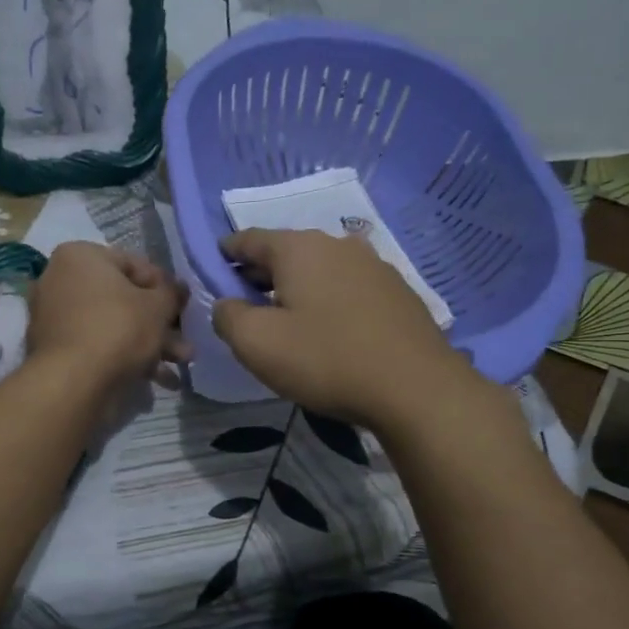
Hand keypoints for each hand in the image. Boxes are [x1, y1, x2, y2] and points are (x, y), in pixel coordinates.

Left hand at [27, 242, 190, 391]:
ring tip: (181, 364)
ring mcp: (55, 317)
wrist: (73, 383)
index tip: (183, 306)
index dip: (164, 286)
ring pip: (113, 325)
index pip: (133, 264)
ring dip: (150, 343)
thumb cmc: (118, 330)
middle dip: (159, 323)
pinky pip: (98, 346)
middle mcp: (60, 280)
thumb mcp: (158, 306)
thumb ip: (172, 292)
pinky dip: (126, 358)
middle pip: (123, 299)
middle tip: (184, 340)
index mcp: (79, 256)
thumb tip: (179, 288)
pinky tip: (159, 380)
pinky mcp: (56, 350)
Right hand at [212, 228, 485, 431]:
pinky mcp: (397, 292)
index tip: (212, 270)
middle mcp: (338, 245)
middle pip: (286, 252)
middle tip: (245, 304)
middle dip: (260, 274)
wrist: (415, 389)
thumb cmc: (326, 360)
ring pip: (320, 269)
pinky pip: (347, 288)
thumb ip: (228, 316)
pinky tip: (329, 329)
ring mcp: (374, 266)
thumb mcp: (257, 344)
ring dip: (297, 288)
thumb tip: (226, 304)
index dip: (225, 253)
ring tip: (287, 319)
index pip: (248, 239)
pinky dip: (328, 300)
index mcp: (299, 248)